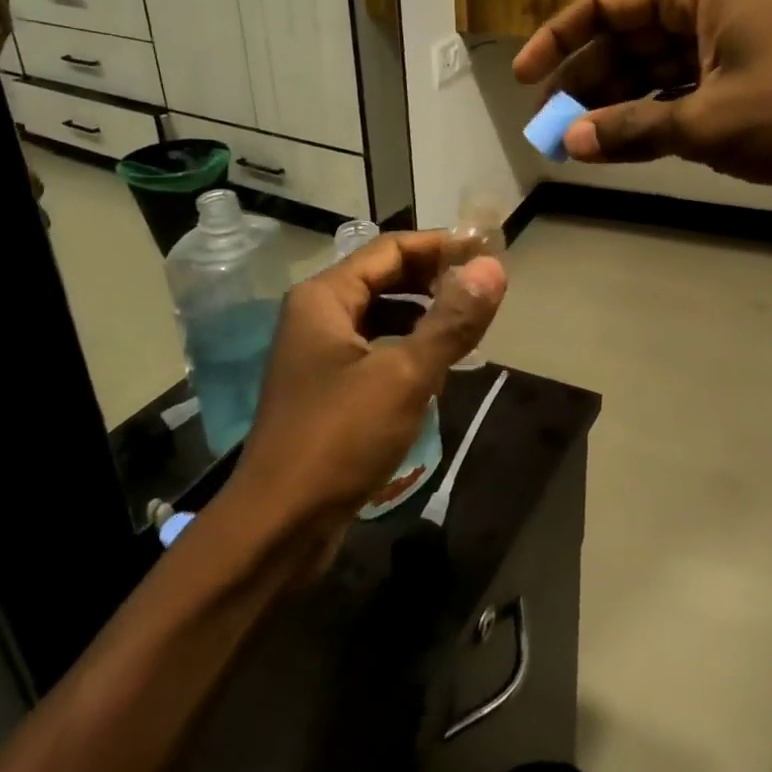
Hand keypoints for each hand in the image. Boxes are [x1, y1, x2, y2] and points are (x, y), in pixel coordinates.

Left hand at [225, 231, 505, 562]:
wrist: (278, 525)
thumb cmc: (338, 439)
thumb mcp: (404, 376)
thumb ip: (451, 321)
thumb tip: (493, 267)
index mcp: (324, 298)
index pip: (390, 249)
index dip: (440, 245)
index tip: (487, 250)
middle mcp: (315, 317)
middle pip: (383, 279)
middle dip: (433, 280)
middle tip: (483, 288)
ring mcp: (317, 356)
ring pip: (380, 318)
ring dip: (422, 316)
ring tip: (468, 326)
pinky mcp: (326, 391)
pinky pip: (373, 352)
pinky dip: (406, 350)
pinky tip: (436, 371)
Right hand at [512, 0, 771, 188]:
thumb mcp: (708, 123)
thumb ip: (633, 129)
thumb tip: (569, 142)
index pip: (605, 4)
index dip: (557, 41)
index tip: (523, 78)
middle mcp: (709, 1)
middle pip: (627, 37)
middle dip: (586, 81)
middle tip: (550, 125)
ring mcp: (731, 36)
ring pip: (654, 64)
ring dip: (618, 101)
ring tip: (579, 140)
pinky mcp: (749, 70)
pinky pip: (683, 85)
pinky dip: (655, 111)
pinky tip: (627, 140)